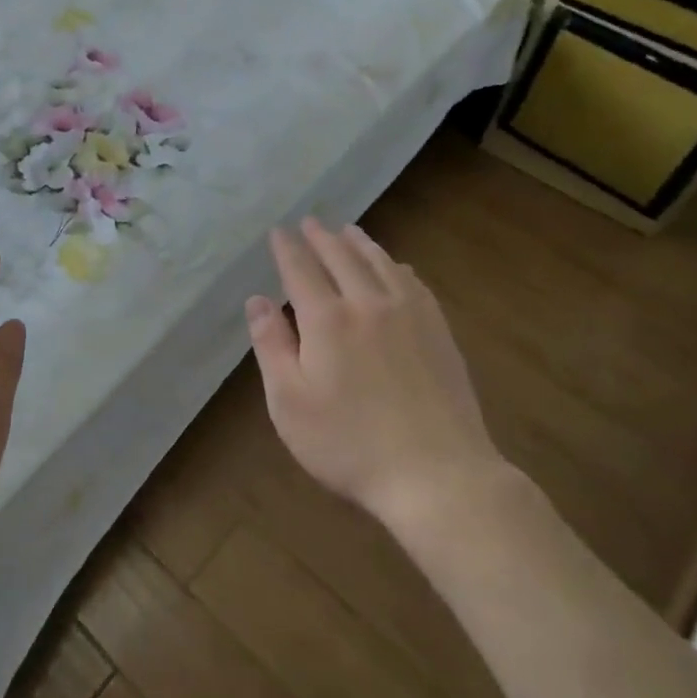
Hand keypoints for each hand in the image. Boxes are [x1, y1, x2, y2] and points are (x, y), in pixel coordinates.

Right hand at [246, 219, 511, 534]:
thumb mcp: (290, 402)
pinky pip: (414, 283)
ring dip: (360, 243)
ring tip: (348, 230)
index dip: (287, 248)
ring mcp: (410, 315)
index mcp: (327, 319)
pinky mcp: (439, 332)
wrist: (438, 475)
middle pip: (341, 258)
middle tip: (310, 222)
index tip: (278, 231)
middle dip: (321, 237)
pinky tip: (397, 267)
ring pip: (380, 263)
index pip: (301, 270)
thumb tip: (257, 300)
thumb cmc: (349, 444)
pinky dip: (397, 266)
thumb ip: (271, 346)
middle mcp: (368, 304)